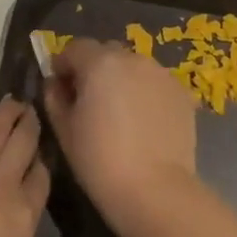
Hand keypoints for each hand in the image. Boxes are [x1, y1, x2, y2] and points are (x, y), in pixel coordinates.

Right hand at [43, 39, 198, 223]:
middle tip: (89, 102)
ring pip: (133, 68)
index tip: (60, 88)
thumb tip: (56, 84)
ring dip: (122, 80)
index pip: (74, 48)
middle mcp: (133, 59)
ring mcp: (162, 75)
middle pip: (106, 53)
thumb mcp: (64, 129)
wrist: (154, 189)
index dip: (63, 65)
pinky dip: (145, 94)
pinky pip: (155, 84)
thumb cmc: (99, 160)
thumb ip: (54, 97)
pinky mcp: (182, 94)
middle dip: (94, 70)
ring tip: (119, 114)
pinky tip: (143, 123)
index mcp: (100, 63)